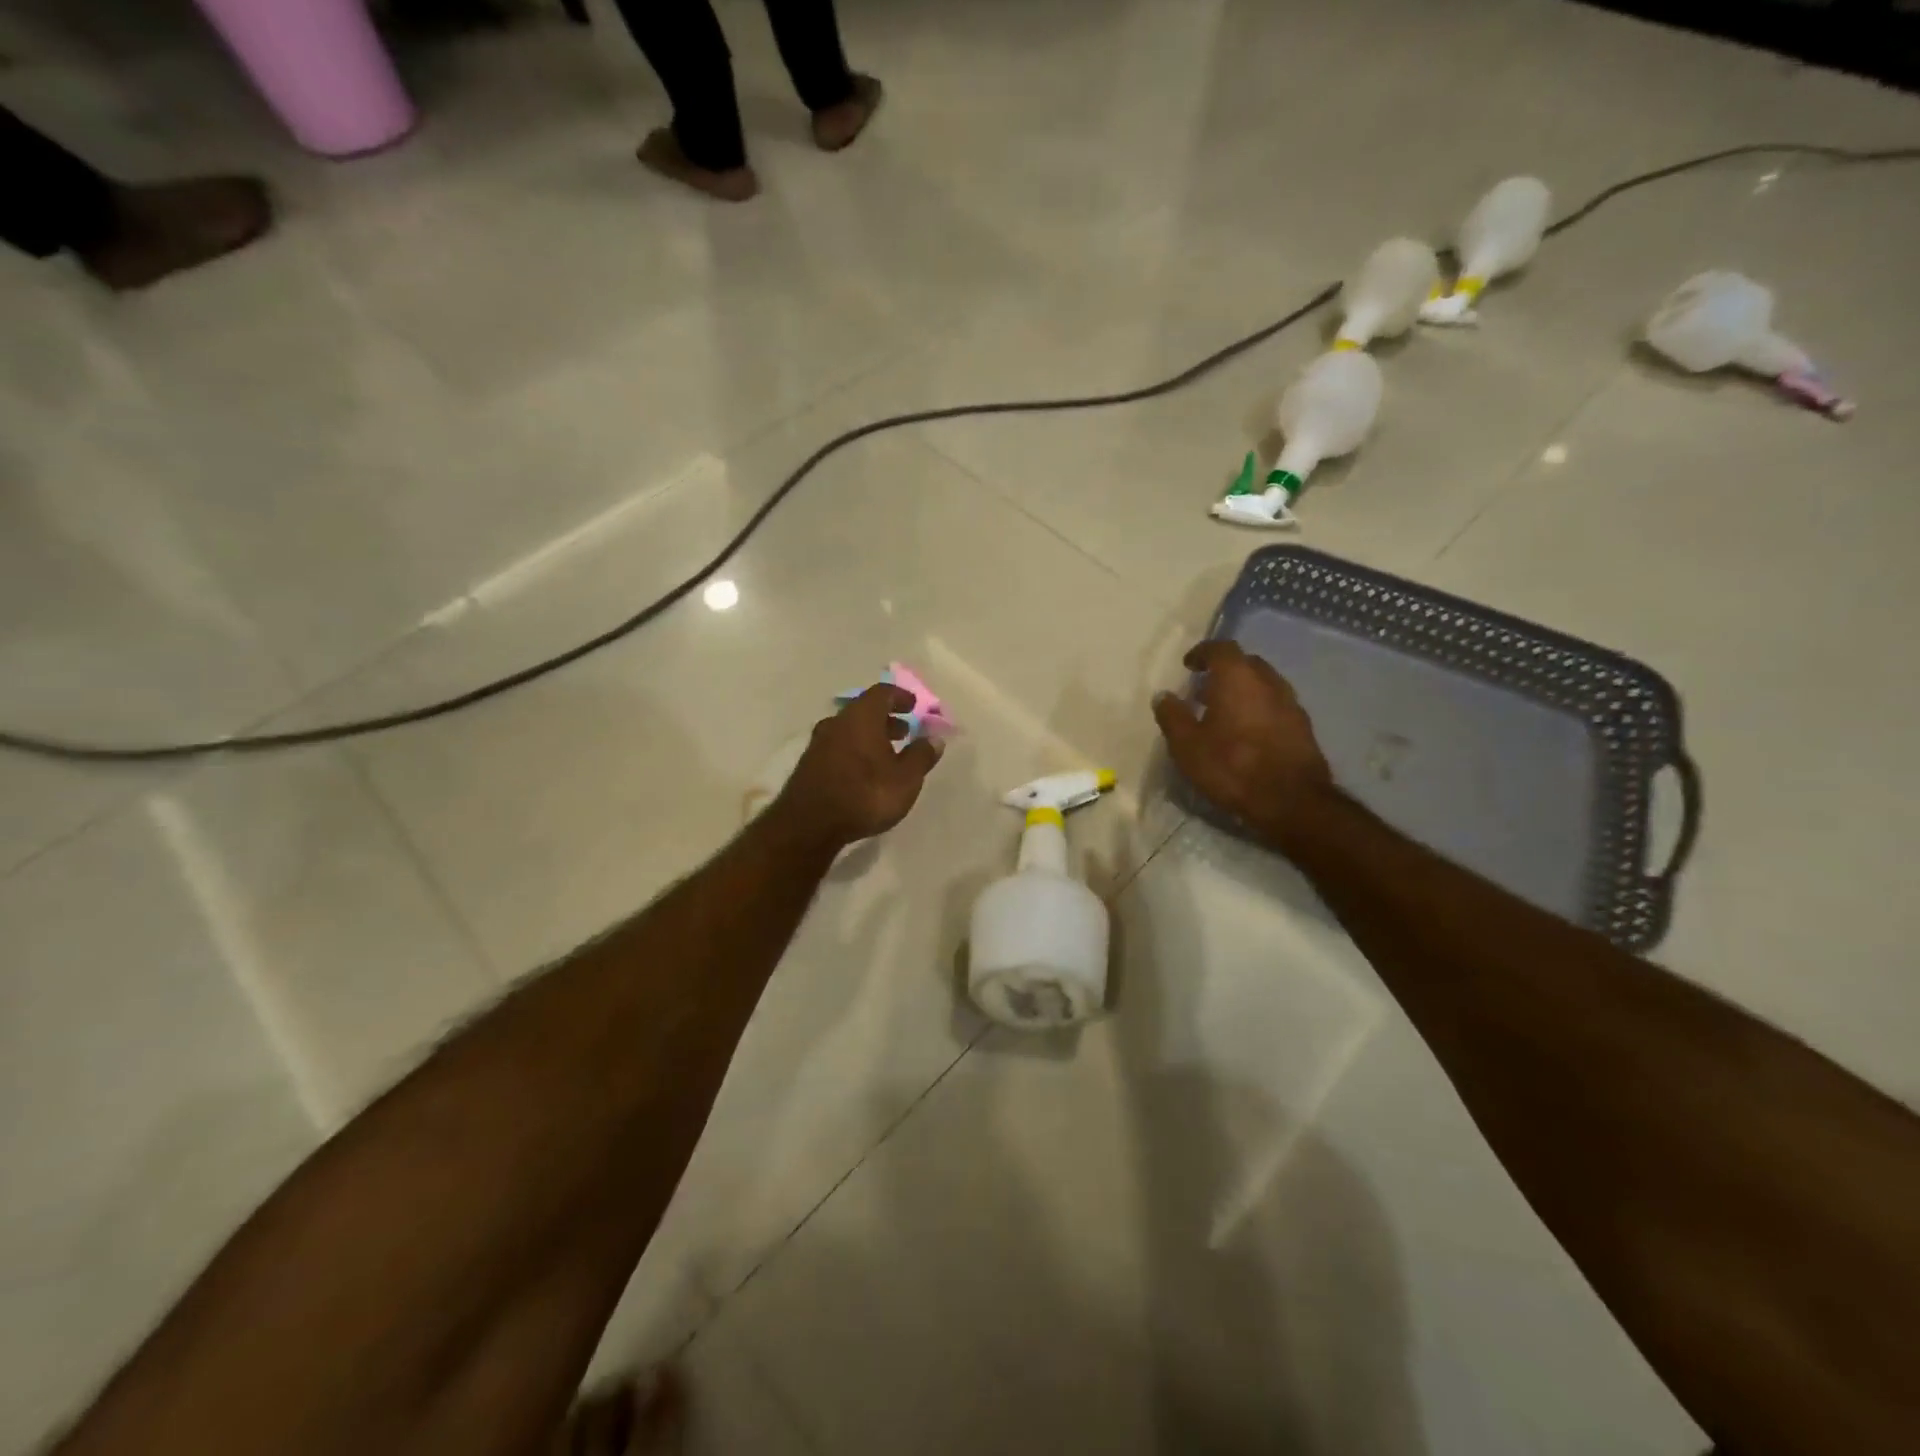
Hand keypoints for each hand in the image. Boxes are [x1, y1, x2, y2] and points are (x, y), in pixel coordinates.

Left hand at [774, 683, 941, 849]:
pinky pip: (838, 747)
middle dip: (886, 719)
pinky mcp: (809, 765)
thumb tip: (933, 739)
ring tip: (887, 754)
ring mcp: (818, 743)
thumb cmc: (865, 794)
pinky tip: (865, 772)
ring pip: (849, 730)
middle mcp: (837, 722)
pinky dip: (855, 750)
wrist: (809, 825)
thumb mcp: (905, 779)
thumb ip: (921, 756)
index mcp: (861, 716)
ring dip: (870, 736)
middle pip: (864, 711)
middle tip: (904, 732)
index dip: (900, 696)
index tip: (913, 706)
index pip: (882, 693)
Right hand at [1153, 640, 1333, 847]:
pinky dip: (1259, 710)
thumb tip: (1163, 696)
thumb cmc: (1232, 767)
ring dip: (1243, 691)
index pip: (1221, 648)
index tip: (1189, 666)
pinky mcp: (1303, 727)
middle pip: (1246, 664)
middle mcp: (1268, 682)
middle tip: (1204, 690)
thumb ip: (1172, 716)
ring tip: (1224, 714)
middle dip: (1224, 671)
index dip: (1203, 653)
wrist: (1291, 801)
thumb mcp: (1187, 746)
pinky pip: (1276, 706)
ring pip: (1263, 685)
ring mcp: (1290, 703)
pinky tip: (1247, 734)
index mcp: (1238, 678)